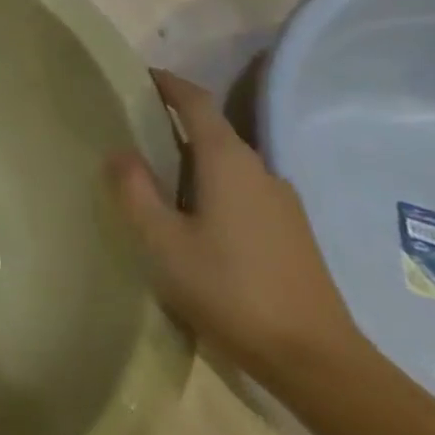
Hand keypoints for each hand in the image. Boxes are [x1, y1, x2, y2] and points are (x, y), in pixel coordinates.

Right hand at [106, 69, 360, 386]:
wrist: (315, 359)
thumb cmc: (229, 290)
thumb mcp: (163, 242)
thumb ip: (136, 191)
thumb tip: (119, 151)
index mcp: (229, 162)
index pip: (197, 103)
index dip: (169, 84)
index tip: (141, 75)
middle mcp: (260, 170)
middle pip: (214, 131)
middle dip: (175, 122)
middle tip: (133, 130)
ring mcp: (282, 202)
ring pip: (229, 164)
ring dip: (193, 159)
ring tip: (157, 177)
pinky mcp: (291, 232)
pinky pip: (243, 190)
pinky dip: (213, 185)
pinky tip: (195, 219)